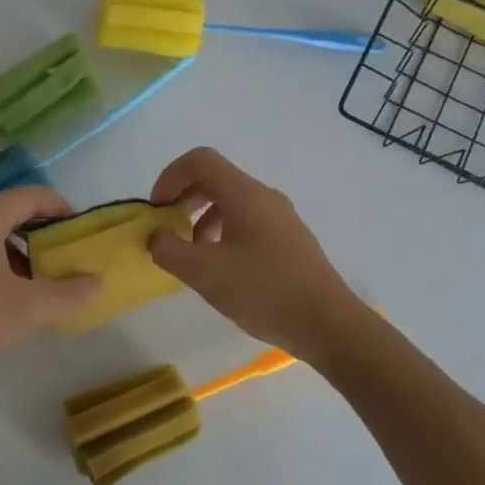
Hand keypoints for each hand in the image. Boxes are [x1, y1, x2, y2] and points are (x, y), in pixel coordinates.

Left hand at [0, 185, 101, 393]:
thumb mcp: (26, 310)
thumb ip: (68, 294)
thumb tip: (99, 283)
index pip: (32, 196)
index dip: (61, 209)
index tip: (79, 233)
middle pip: (10, 212)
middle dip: (40, 233)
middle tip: (62, 259)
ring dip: (16, 250)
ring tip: (34, 282)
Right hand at [149, 147, 368, 362]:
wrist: (328, 324)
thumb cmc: (265, 291)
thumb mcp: (206, 274)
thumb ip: (170, 251)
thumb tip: (156, 236)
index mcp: (245, 194)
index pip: (200, 160)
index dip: (170, 177)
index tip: (157, 210)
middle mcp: (264, 197)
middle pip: (215, 178)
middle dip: (184, 198)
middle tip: (168, 230)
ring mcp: (281, 218)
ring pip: (231, 202)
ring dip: (202, 218)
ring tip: (192, 254)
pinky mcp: (289, 240)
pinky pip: (248, 221)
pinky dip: (223, 232)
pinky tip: (221, 268)